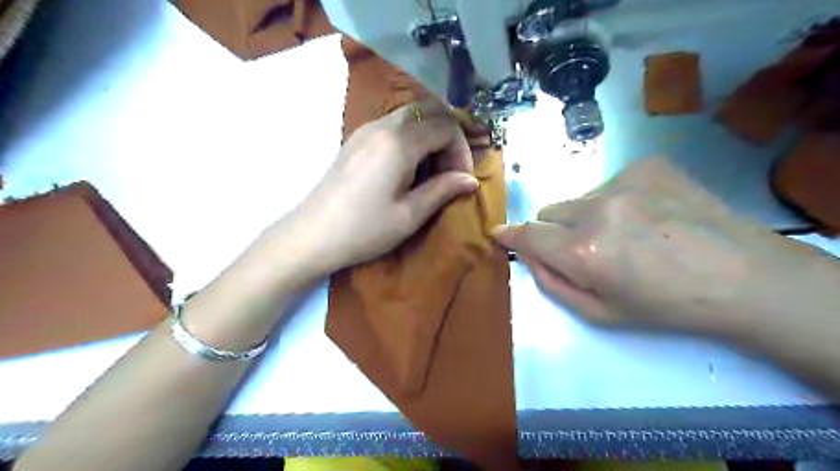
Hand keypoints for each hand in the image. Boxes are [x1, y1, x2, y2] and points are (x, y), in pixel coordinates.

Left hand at [276, 98, 475, 276]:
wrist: (312, 235)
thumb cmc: (364, 229)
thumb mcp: (409, 215)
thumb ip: (443, 190)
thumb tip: (470, 179)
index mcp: (399, 142)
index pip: (446, 125)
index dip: (461, 150)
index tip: (462, 178)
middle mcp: (382, 125)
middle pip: (429, 111)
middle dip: (448, 136)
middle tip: (450, 169)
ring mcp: (365, 130)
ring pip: (411, 116)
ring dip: (429, 137)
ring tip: (431, 171)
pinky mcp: (355, 140)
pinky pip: (393, 126)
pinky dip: (411, 139)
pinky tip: (408, 169)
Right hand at [493, 158, 836, 337]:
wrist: (744, 276)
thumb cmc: (667, 306)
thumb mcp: (601, 314)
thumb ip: (553, 283)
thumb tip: (529, 255)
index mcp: (584, 252)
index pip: (528, 234)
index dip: (511, 235)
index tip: (500, 234)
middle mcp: (596, 210)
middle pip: (549, 211)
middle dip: (556, 230)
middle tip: (589, 249)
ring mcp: (624, 182)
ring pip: (579, 198)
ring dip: (589, 216)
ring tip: (630, 234)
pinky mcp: (648, 166)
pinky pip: (610, 183)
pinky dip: (618, 200)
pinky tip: (650, 216)